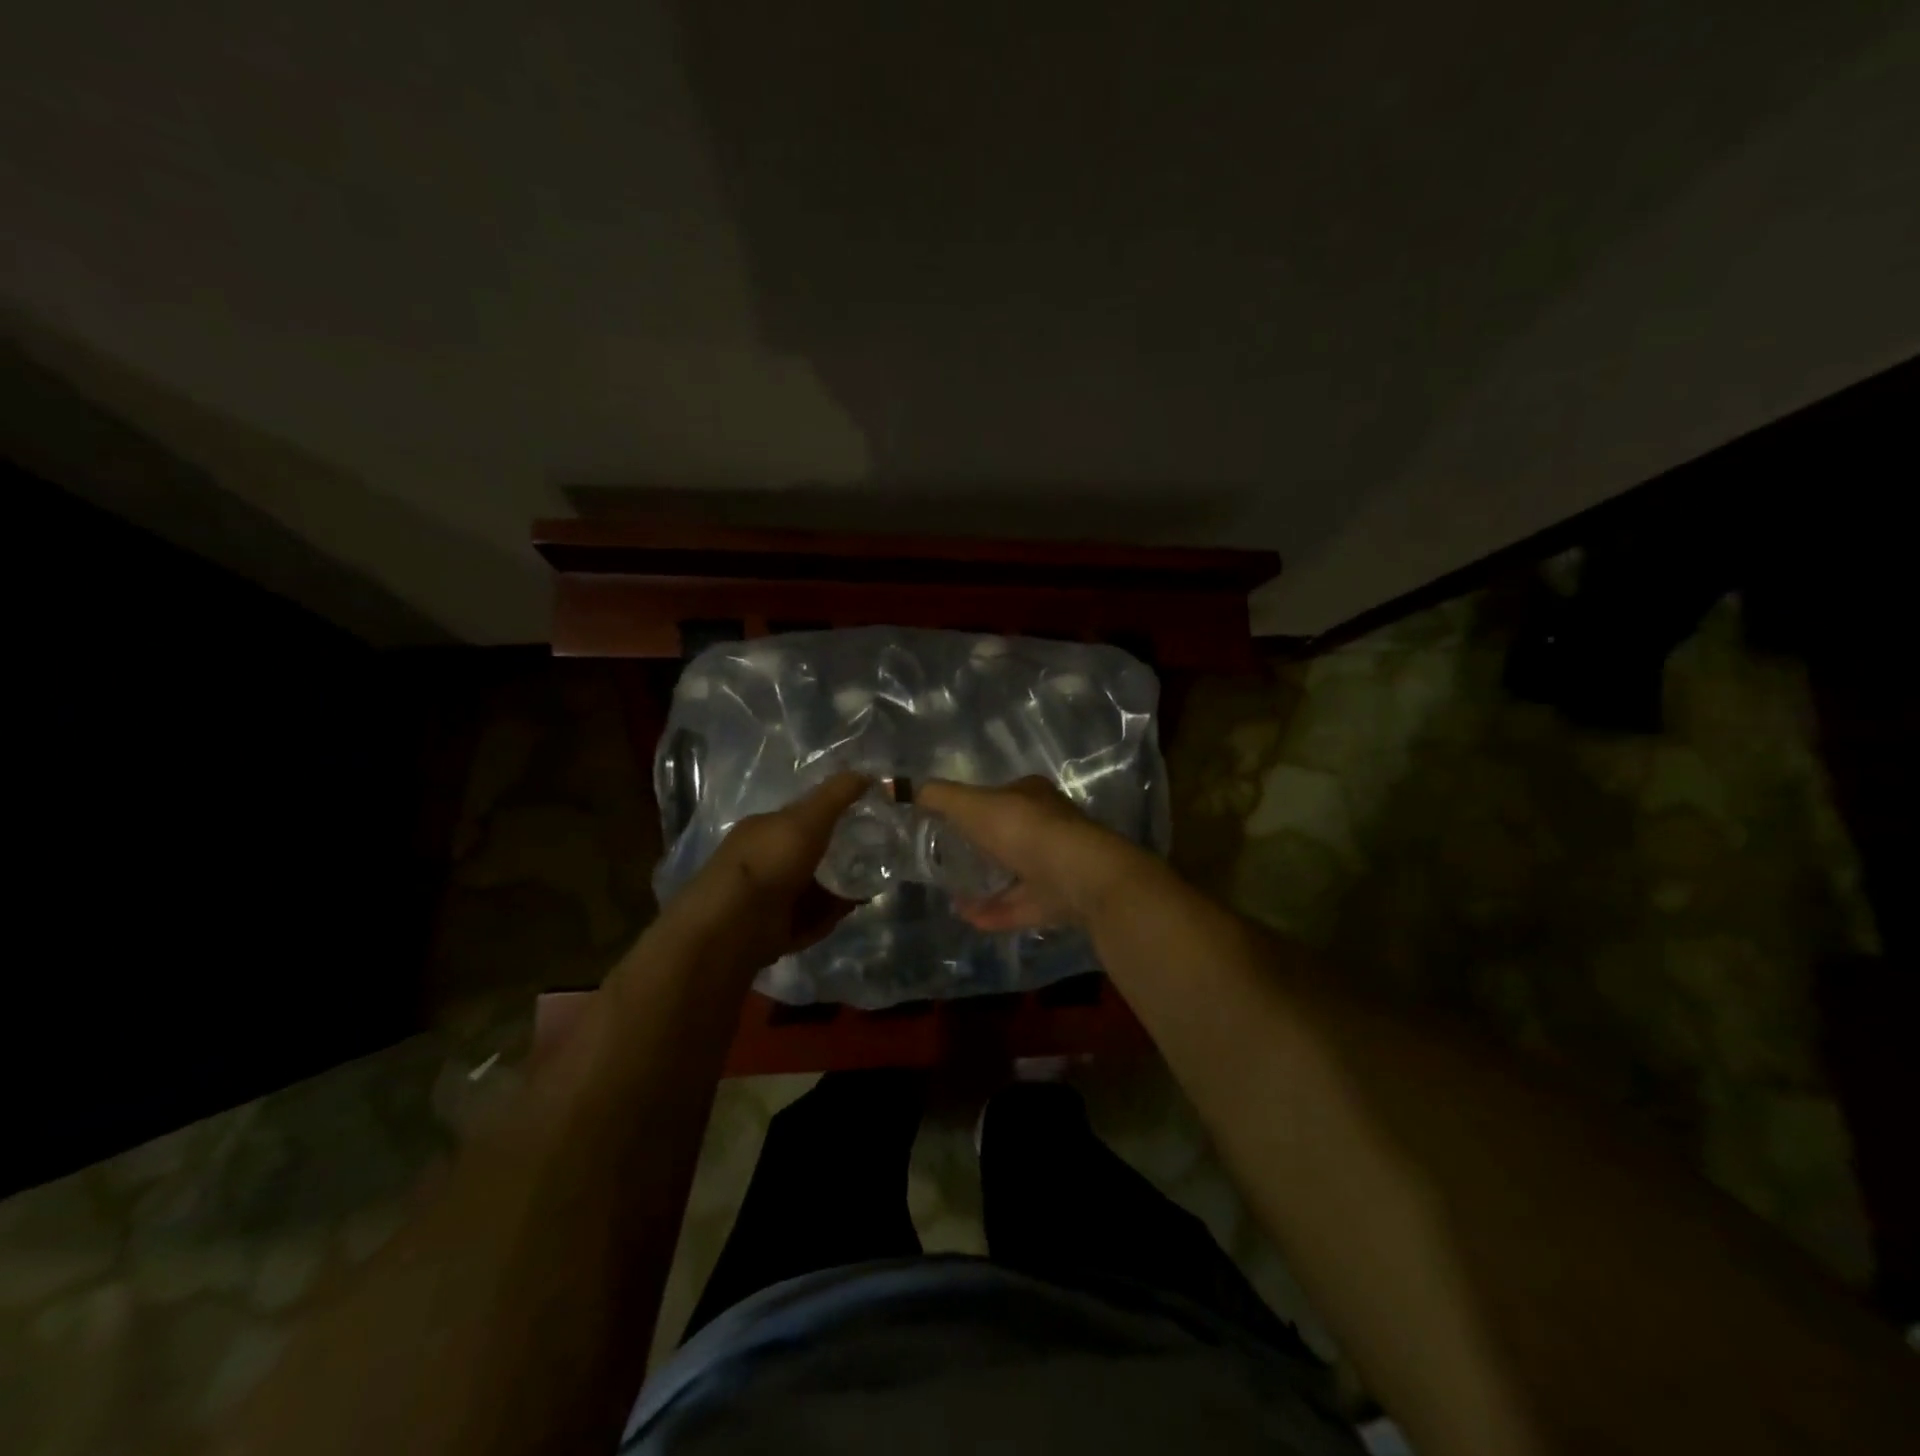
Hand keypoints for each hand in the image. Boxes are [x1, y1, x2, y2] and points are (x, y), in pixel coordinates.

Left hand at [668, 772, 869, 974]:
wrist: (734, 927)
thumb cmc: (769, 862)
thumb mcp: (807, 819)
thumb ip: (837, 795)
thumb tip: (869, 774)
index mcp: (764, 829)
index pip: (803, 816)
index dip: (834, 814)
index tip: (867, 817)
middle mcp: (764, 860)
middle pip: (811, 853)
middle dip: (842, 854)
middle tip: (877, 853)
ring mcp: (768, 897)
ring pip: (813, 887)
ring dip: (840, 886)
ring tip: (873, 882)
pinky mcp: (775, 930)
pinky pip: (811, 918)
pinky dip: (830, 915)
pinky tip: (853, 908)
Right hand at [917, 777, 1154, 931]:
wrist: (1080, 877)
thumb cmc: (1024, 830)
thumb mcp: (972, 805)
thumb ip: (939, 797)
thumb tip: (907, 789)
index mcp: (1032, 796)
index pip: (999, 796)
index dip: (973, 807)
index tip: (944, 824)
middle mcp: (1048, 826)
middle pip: (1007, 836)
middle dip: (978, 848)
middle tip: (945, 862)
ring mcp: (1056, 865)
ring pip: (1014, 874)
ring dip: (984, 884)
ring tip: (951, 895)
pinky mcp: (1059, 900)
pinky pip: (1020, 906)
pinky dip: (994, 912)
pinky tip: (967, 917)